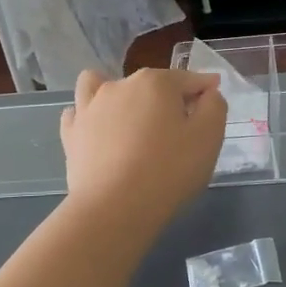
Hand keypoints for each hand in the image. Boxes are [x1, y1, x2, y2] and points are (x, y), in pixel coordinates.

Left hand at [59, 69, 224, 225]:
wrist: (114, 208)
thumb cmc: (169, 170)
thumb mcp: (209, 137)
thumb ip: (214, 107)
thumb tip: (207, 94)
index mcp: (156, 82)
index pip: (188, 79)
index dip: (205, 88)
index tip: (214, 97)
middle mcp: (120, 85)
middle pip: (151, 83)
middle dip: (167, 97)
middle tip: (180, 129)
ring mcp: (90, 107)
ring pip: (102, 85)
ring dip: (118, 94)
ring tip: (129, 117)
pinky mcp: (71, 133)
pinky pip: (78, 113)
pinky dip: (90, 116)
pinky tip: (99, 131)